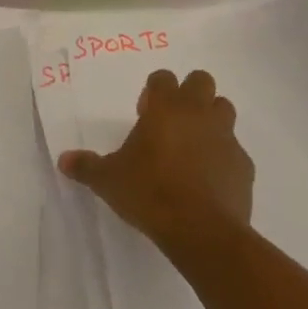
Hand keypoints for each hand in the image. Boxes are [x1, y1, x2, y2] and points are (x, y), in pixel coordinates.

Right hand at [58, 69, 252, 257]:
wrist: (201, 230)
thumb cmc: (150, 192)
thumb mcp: (109, 180)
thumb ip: (87, 167)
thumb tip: (63, 160)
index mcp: (166, 107)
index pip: (163, 77)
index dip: (154, 91)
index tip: (144, 115)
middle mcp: (199, 113)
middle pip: (201, 81)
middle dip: (189, 95)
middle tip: (171, 124)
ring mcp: (226, 137)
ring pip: (224, 110)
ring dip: (210, 120)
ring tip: (192, 148)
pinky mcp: (244, 166)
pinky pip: (235, 151)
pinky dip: (223, 158)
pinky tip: (209, 181)